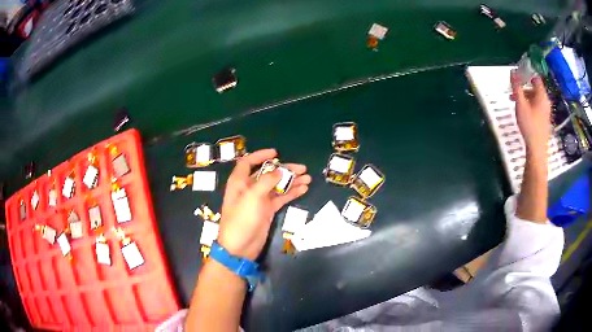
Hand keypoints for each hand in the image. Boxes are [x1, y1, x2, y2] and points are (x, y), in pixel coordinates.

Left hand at [217, 149, 310, 259]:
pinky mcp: (267, 210)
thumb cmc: (242, 219)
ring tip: (308, 178)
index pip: (248, 162)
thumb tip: (279, 170)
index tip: (276, 153)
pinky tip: (303, 189)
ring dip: (291, 181)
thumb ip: (266, 181)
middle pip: (268, 173)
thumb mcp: (252, 196)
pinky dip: (291, 193)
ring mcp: (259, 200)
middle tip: (302, 168)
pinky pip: (280, 198)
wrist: (240, 247)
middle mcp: (249, 188)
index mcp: (240, 181)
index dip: (261, 155)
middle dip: (284, 170)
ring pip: (277, 186)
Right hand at [510, 71, 551, 158]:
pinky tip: (523, 112)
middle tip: (514, 91)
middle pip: (534, 88)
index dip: (526, 74)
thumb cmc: (529, 125)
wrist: (537, 150)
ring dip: (525, 97)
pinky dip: (529, 105)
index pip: (535, 77)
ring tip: (516, 102)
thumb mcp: (520, 104)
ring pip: (535, 98)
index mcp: (542, 95)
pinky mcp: (544, 119)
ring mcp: (546, 111)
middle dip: (523, 87)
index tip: (517, 77)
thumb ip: (516, 87)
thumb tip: (512, 71)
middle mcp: (546, 101)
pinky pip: (537, 106)